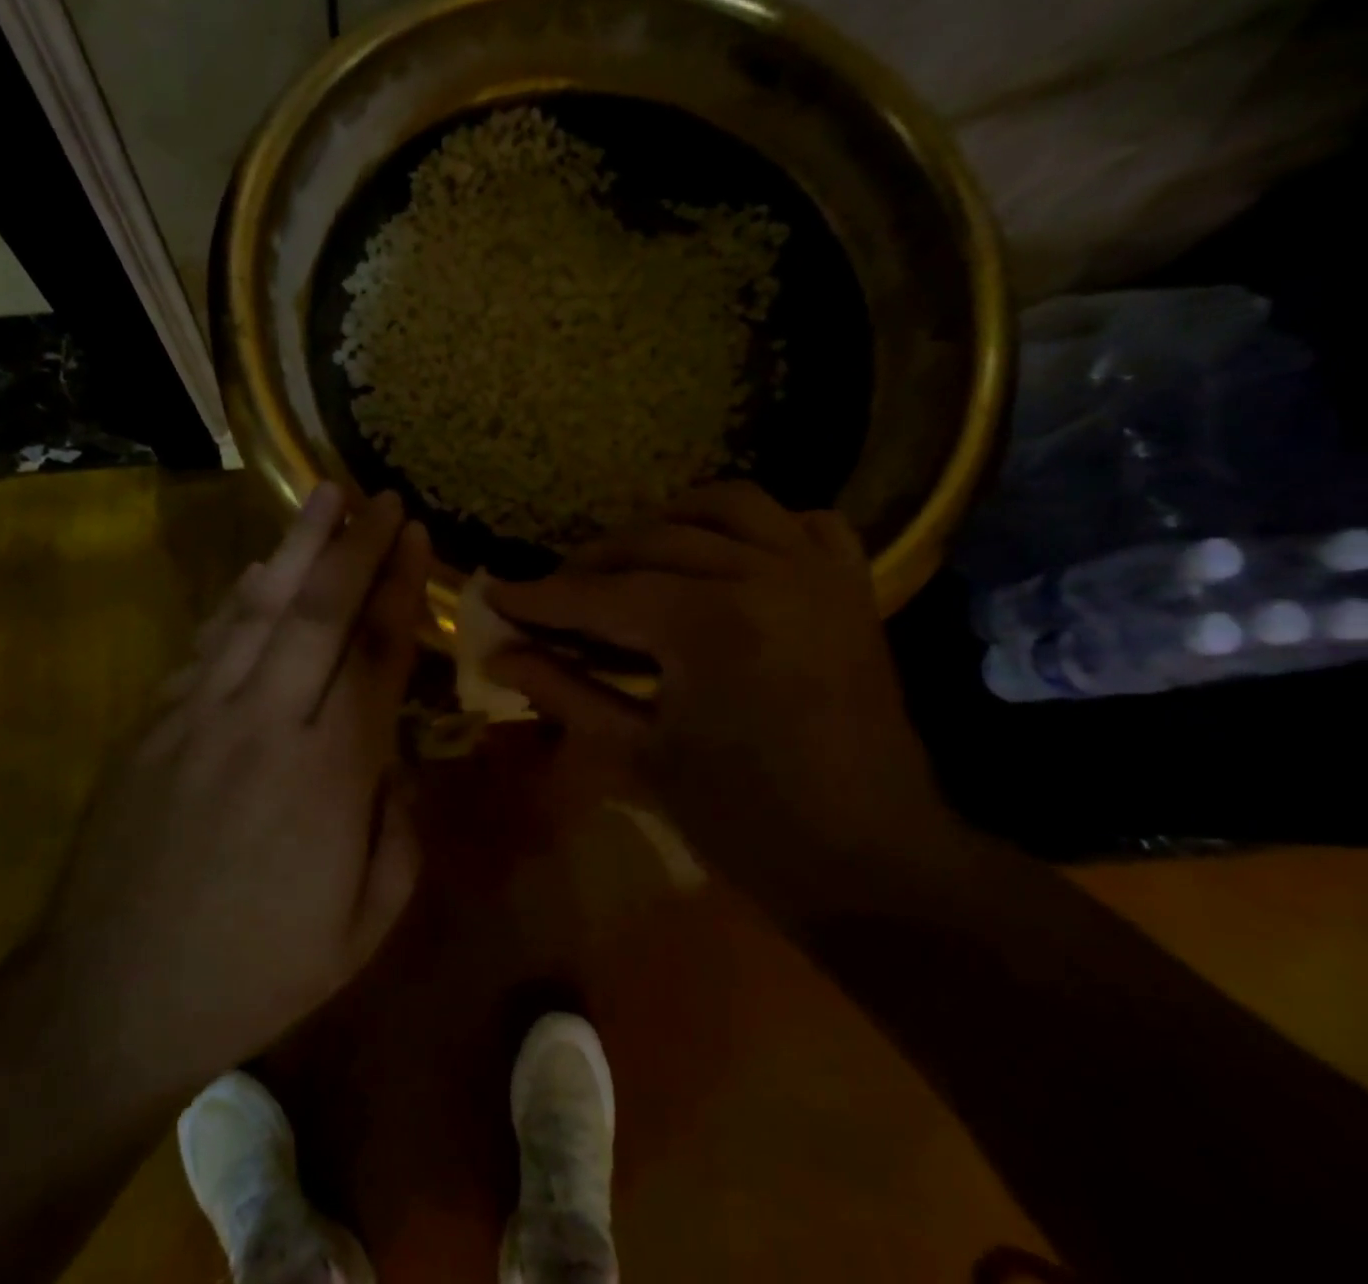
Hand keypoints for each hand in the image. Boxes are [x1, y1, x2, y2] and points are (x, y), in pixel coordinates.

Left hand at [48, 485, 430, 1093]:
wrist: (110, 1000)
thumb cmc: (254, 972)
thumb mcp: (363, 927)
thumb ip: (398, 830)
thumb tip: (397, 756)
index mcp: (330, 776)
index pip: (377, 655)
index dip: (400, 588)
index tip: (414, 535)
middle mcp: (266, 725)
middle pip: (319, 613)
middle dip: (355, 546)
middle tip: (379, 496)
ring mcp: (200, 717)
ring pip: (258, 610)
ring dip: (295, 548)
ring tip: (322, 496)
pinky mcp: (154, 723)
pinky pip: (207, 642)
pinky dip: (237, 596)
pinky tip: (258, 568)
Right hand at [485, 482, 952, 909]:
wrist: (874, 862)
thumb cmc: (746, 823)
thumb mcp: (641, 757)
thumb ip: (565, 692)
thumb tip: (497, 656)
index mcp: (706, 623)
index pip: (598, 594)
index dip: (538, 596)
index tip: (494, 594)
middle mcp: (763, 573)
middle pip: (651, 542)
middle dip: (590, 565)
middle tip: (554, 598)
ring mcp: (815, 573)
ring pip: (727, 505)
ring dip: (668, 524)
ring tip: (633, 561)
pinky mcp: (851, 588)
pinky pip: (804, 522)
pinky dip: (758, 527)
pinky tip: (727, 554)